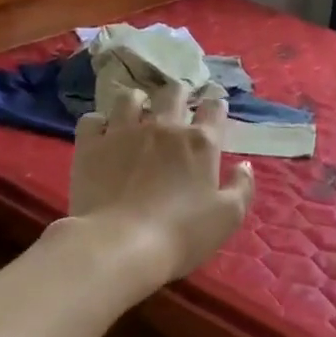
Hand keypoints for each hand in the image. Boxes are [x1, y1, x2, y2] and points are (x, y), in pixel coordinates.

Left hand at [67, 81, 255, 288]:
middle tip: (178, 103)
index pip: (213, 109)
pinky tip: (103, 135)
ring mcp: (124, 132)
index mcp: (200, 143)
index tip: (214, 110)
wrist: (120, 244)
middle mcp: (164, 127)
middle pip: (173, 92)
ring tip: (138, 112)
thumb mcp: (228, 217)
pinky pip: (93, 119)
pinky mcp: (91, 145)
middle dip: (180, 92)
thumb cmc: (182, 234)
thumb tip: (244, 165)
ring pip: (130, 98)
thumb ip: (242, 187)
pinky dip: (100, 123)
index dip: (215, 106)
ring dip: (138, 101)